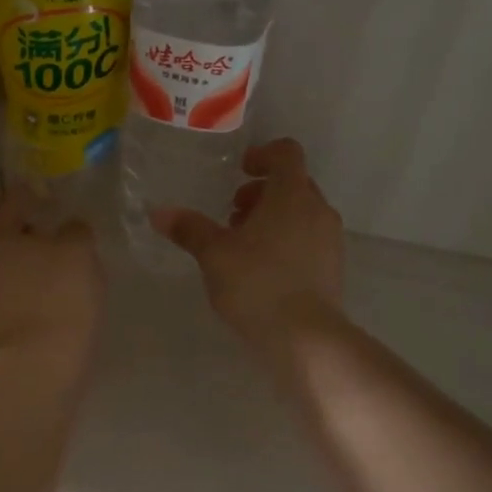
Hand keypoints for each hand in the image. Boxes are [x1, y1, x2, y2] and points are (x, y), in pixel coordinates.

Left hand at [0, 189, 103, 359]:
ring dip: (27, 266)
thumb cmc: (55, 299)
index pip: (14, 201)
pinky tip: (50, 301)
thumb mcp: (79, 253)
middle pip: (3, 236)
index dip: (38, 196)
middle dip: (30, 235)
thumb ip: (75, 231)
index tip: (56, 199)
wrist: (32, 372)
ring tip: (60, 274)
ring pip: (3, 268)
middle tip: (62, 239)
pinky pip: (6, 297)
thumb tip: (67, 229)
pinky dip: (25, 293)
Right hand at [152, 138, 344, 342]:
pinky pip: (309, 239)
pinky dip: (287, 240)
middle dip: (262, 192)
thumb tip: (158, 212)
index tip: (240, 170)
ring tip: (242, 245)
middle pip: (293, 184)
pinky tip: (262, 270)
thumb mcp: (214, 254)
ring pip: (302, 213)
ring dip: (273, 218)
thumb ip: (189, 229)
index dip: (262, 154)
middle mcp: (318, 210)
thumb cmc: (257, 283)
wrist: (306, 338)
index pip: (286, 153)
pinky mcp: (333, 268)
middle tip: (233, 214)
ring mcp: (330, 240)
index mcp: (292, 194)